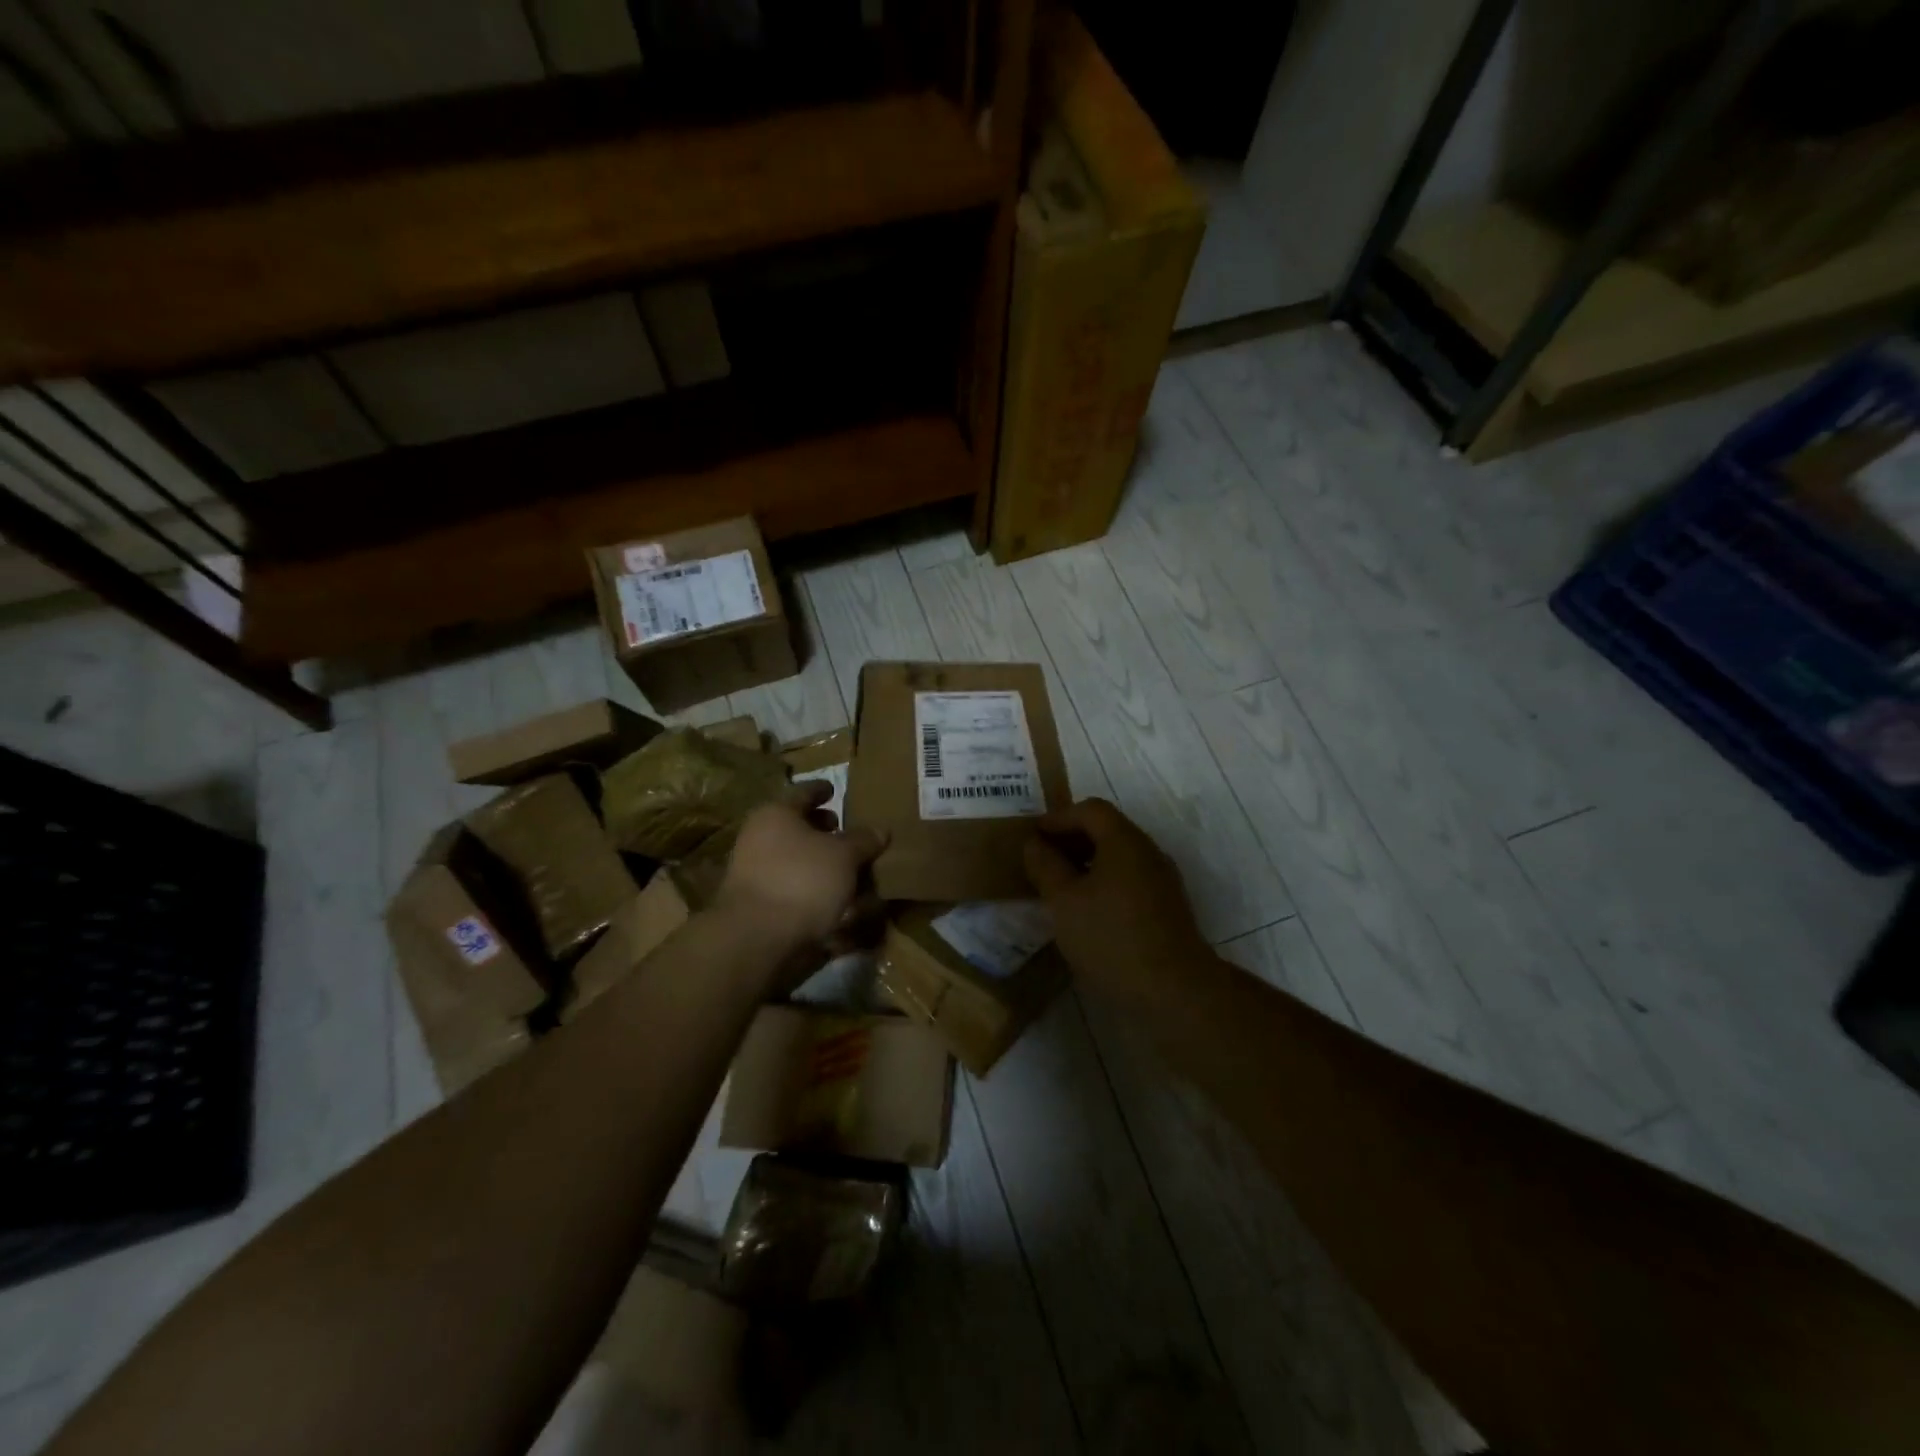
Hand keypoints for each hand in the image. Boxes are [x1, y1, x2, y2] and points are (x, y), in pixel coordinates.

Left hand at [715, 782, 886, 951]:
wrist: (756, 938)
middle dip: (822, 829)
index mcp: (777, 814)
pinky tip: (835, 898)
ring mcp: (755, 871)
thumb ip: (863, 840)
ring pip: (794, 857)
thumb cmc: (802, 880)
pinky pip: (792, 885)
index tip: (835, 790)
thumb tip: (880, 829)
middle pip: (796, 826)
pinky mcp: (758, 903)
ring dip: (820, 861)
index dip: (822, 790)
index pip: (804, 792)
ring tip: (849, 869)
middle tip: (846, 832)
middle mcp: (760, 837)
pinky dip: (812, 887)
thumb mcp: (844, 856)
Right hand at [1024, 798, 1208, 1001]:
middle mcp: (1148, 852)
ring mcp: (1162, 881)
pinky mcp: (1167, 908)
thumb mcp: (1064, 901)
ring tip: (1059, 886)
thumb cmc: (1111, 938)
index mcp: (1125, 841)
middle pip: (1108, 829)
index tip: (1033, 836)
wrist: (1174, 991)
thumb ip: (1046, 866)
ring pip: (1120, 857)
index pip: (1091, 809)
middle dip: (1072, 838)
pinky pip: (1130, 879)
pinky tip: (1087, 910)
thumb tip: (1035, 844)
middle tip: (1042, 859)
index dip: (1059, 817)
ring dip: (1087, 862)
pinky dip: (1104, 882)